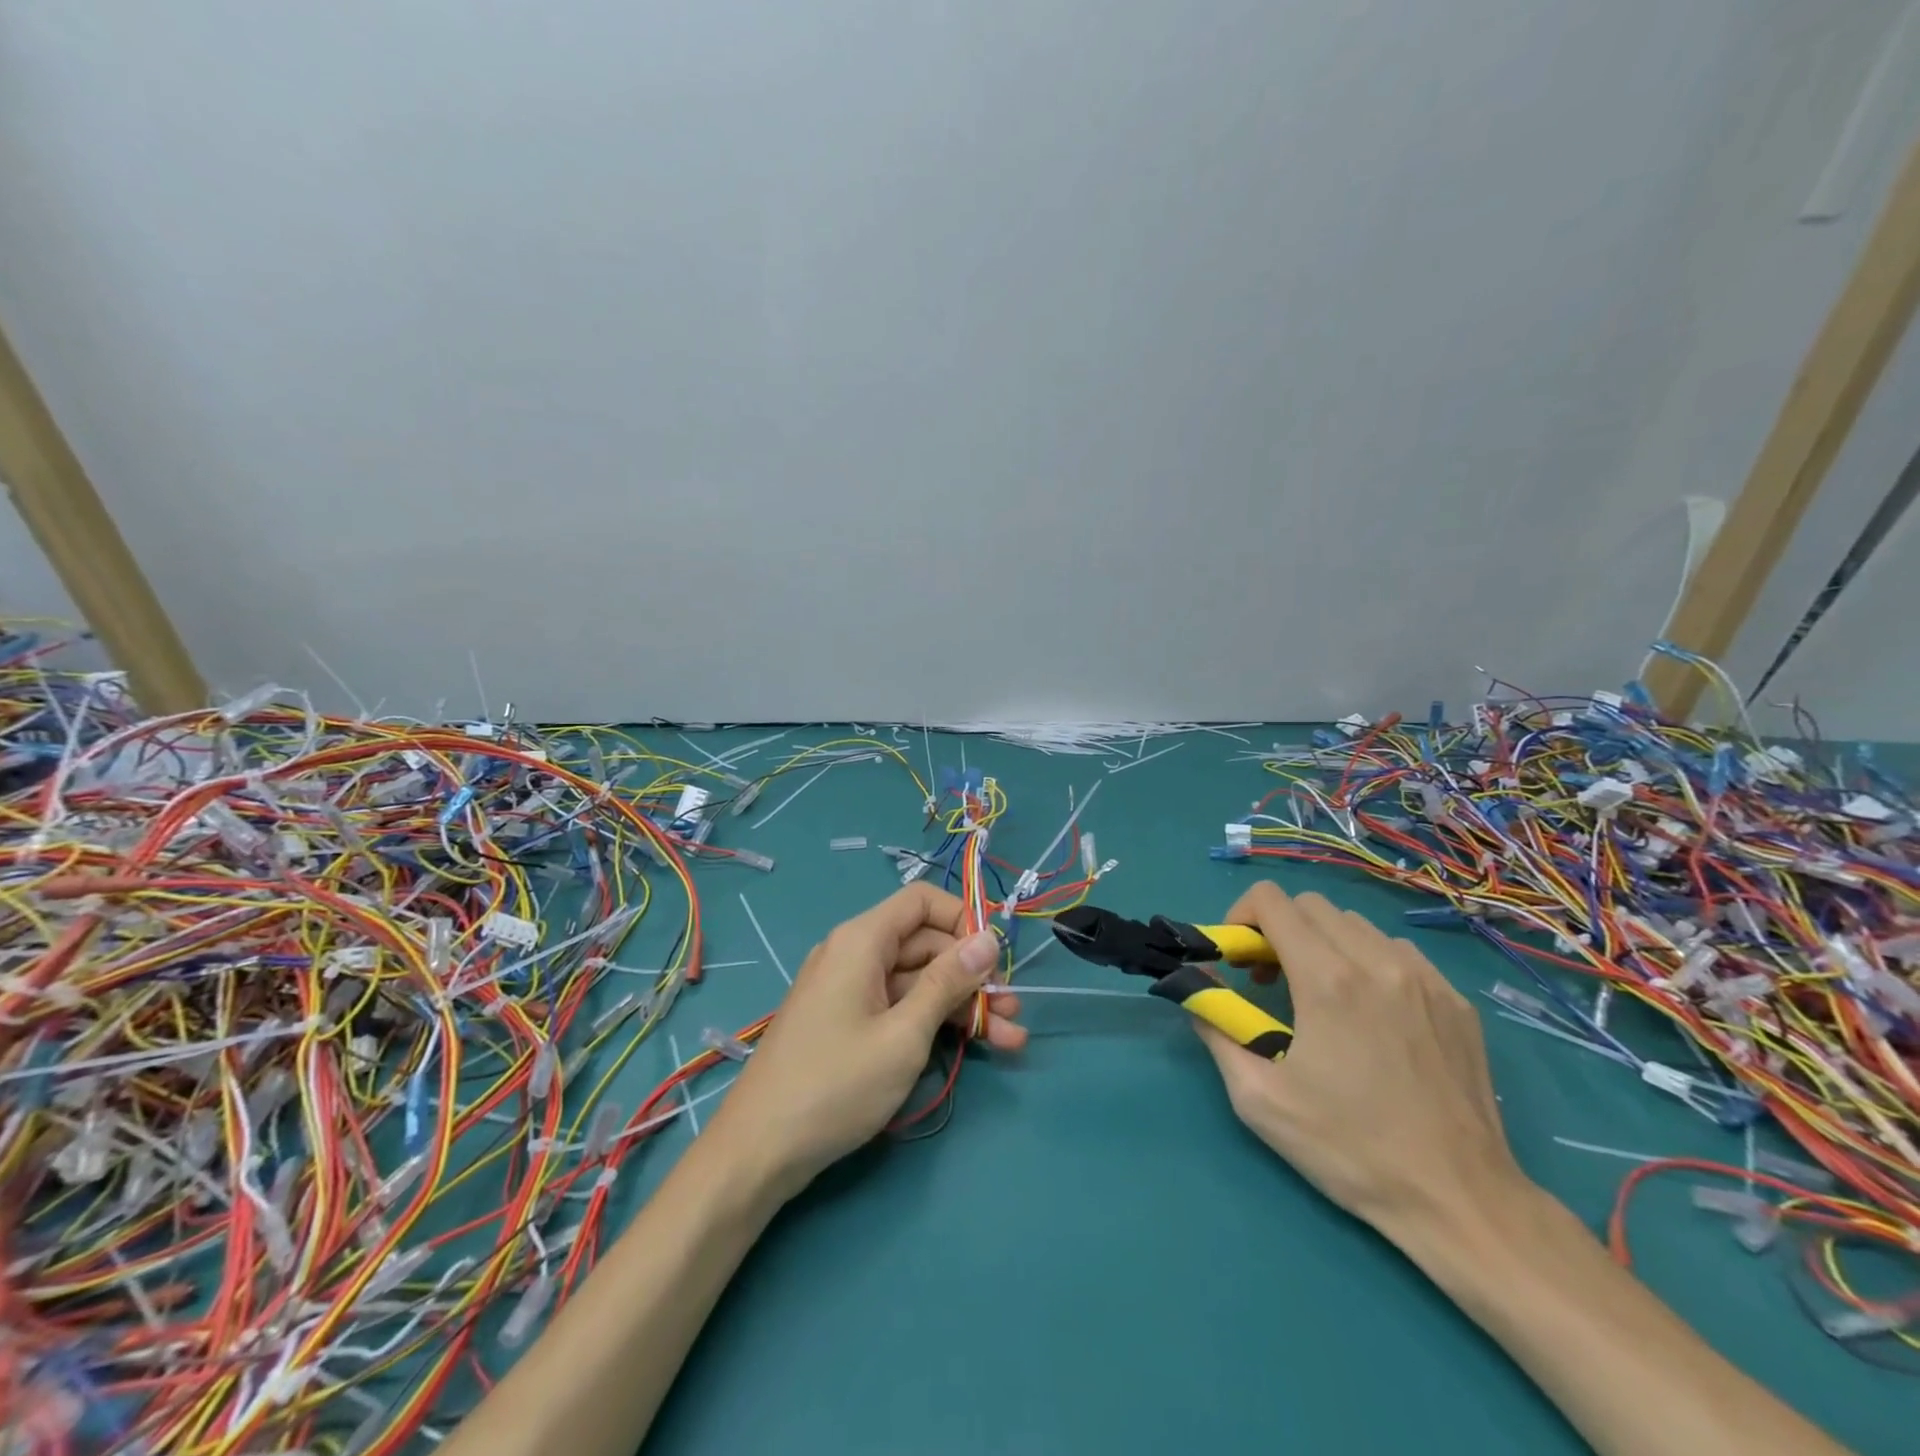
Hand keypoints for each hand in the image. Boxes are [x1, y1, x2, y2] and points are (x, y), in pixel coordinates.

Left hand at [706, 882, 1023, 1198]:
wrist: (758, 1151)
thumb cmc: (835, 1084)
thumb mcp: (904, 1034)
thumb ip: (948, 983)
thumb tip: (988, 938)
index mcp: (861, 940)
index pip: (921, 901)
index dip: (962, 919)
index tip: (994, 958)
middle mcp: (854, 954)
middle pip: (925, 944)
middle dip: (972, 974)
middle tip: (1013, 1012)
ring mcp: (850, 990)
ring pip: (917, 981)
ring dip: (961, 1005)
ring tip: (1010, 1038)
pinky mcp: (849, 1023)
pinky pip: (899, 1007)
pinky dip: (933, 1022)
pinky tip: (973, 1046)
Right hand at [1192, 881, 1529, 1246]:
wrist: (1460, 1201)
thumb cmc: (1349, 1149)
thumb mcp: (1258, 1098)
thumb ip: (1216, 1028)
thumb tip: (1197, 987)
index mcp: (1327, 979)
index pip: (1272, 900)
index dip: (1241, 916)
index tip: (1238, 960)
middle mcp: (1377, 962)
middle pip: (1311, 905)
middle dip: (1278, 929)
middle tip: (1270, 980)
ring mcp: (1425, 978)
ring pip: (1355, 925)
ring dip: (1323, 943)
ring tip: (1320, 995)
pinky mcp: (1456, 1001)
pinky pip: (1398, 952)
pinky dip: (1368, 962)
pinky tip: (1370, 1013)